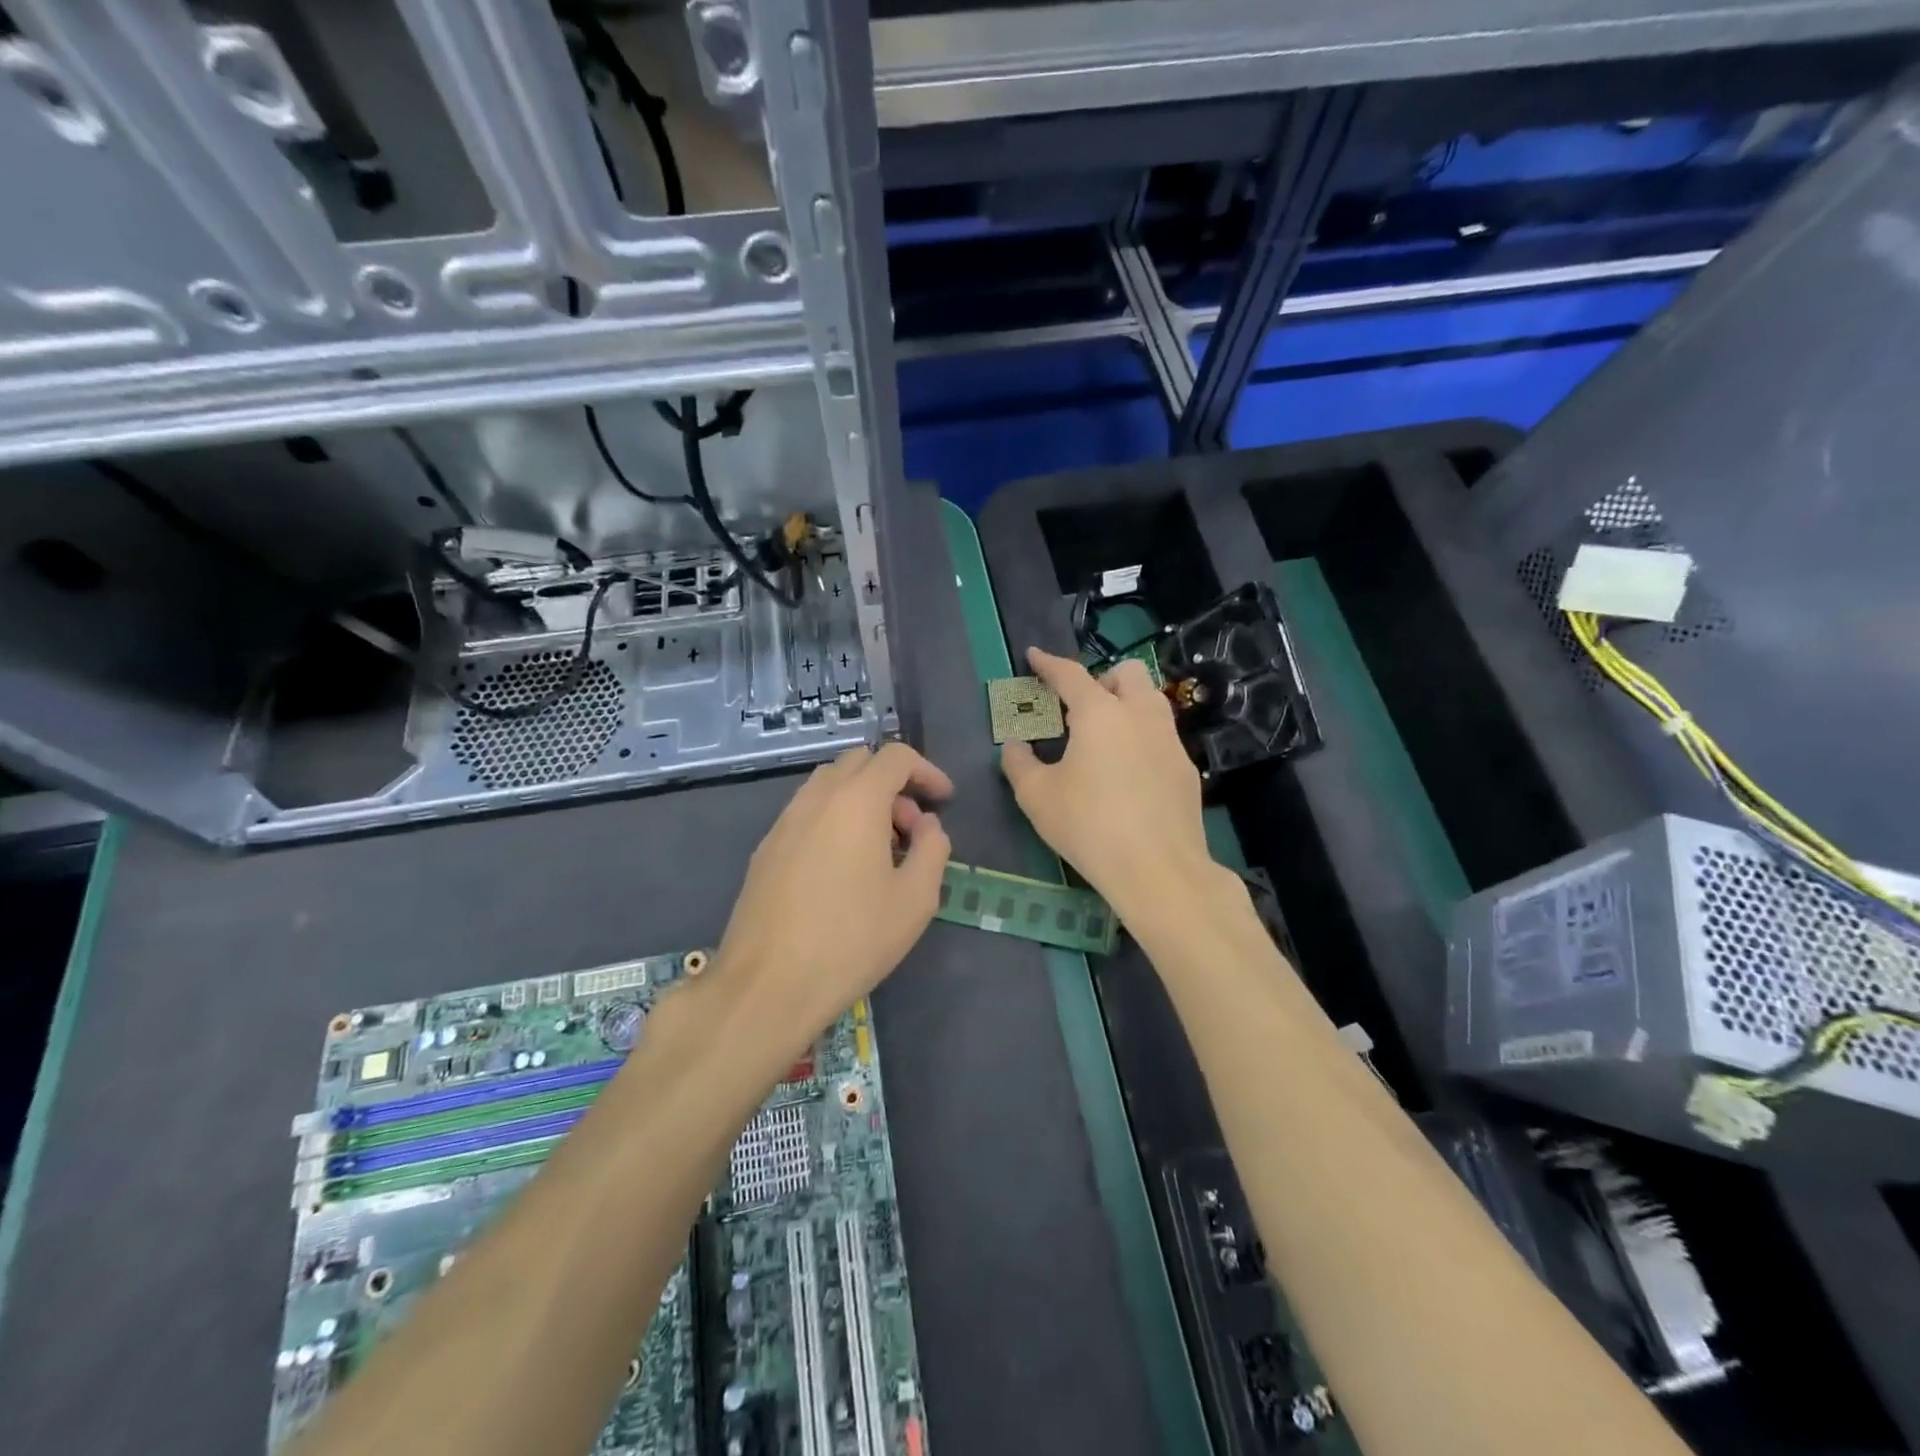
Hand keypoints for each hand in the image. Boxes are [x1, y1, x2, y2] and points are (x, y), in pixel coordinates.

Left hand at [709, 744, 951, 1059]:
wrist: (768, 985)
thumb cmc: (852, 939)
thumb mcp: (916, 898)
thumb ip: (933, 848)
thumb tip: (926, 825)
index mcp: (856, 800)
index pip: (896, 757)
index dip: (927, 771)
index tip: (944, 799)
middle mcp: (816, 798)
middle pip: (859, 762)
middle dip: (892, 784)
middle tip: (909, 830)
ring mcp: (784, 822)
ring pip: (828, 786)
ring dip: (861, 801)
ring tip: (878, 851)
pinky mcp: (765, 849)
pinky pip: (807, 814)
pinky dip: (834, 821)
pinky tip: (841, 870)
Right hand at [1001, 647, 1216, 924]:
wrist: (1159, 870)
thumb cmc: (1089, 826)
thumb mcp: (1037, 797)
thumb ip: (1019, 764)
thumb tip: (1015, 746)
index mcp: (1100, 713)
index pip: (1071, 674)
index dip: (1049, 664)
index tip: (1034, 657)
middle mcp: (1140, 716)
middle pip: (1127, 674)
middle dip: (1102, 679)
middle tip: (1079, 708)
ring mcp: (1170, 741)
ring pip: (1151, 702)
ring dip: (1127, 705)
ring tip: (1104, 738)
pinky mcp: (1187, 770)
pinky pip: (1162, 737)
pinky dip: (1141, 739)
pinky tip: (1129, 773)